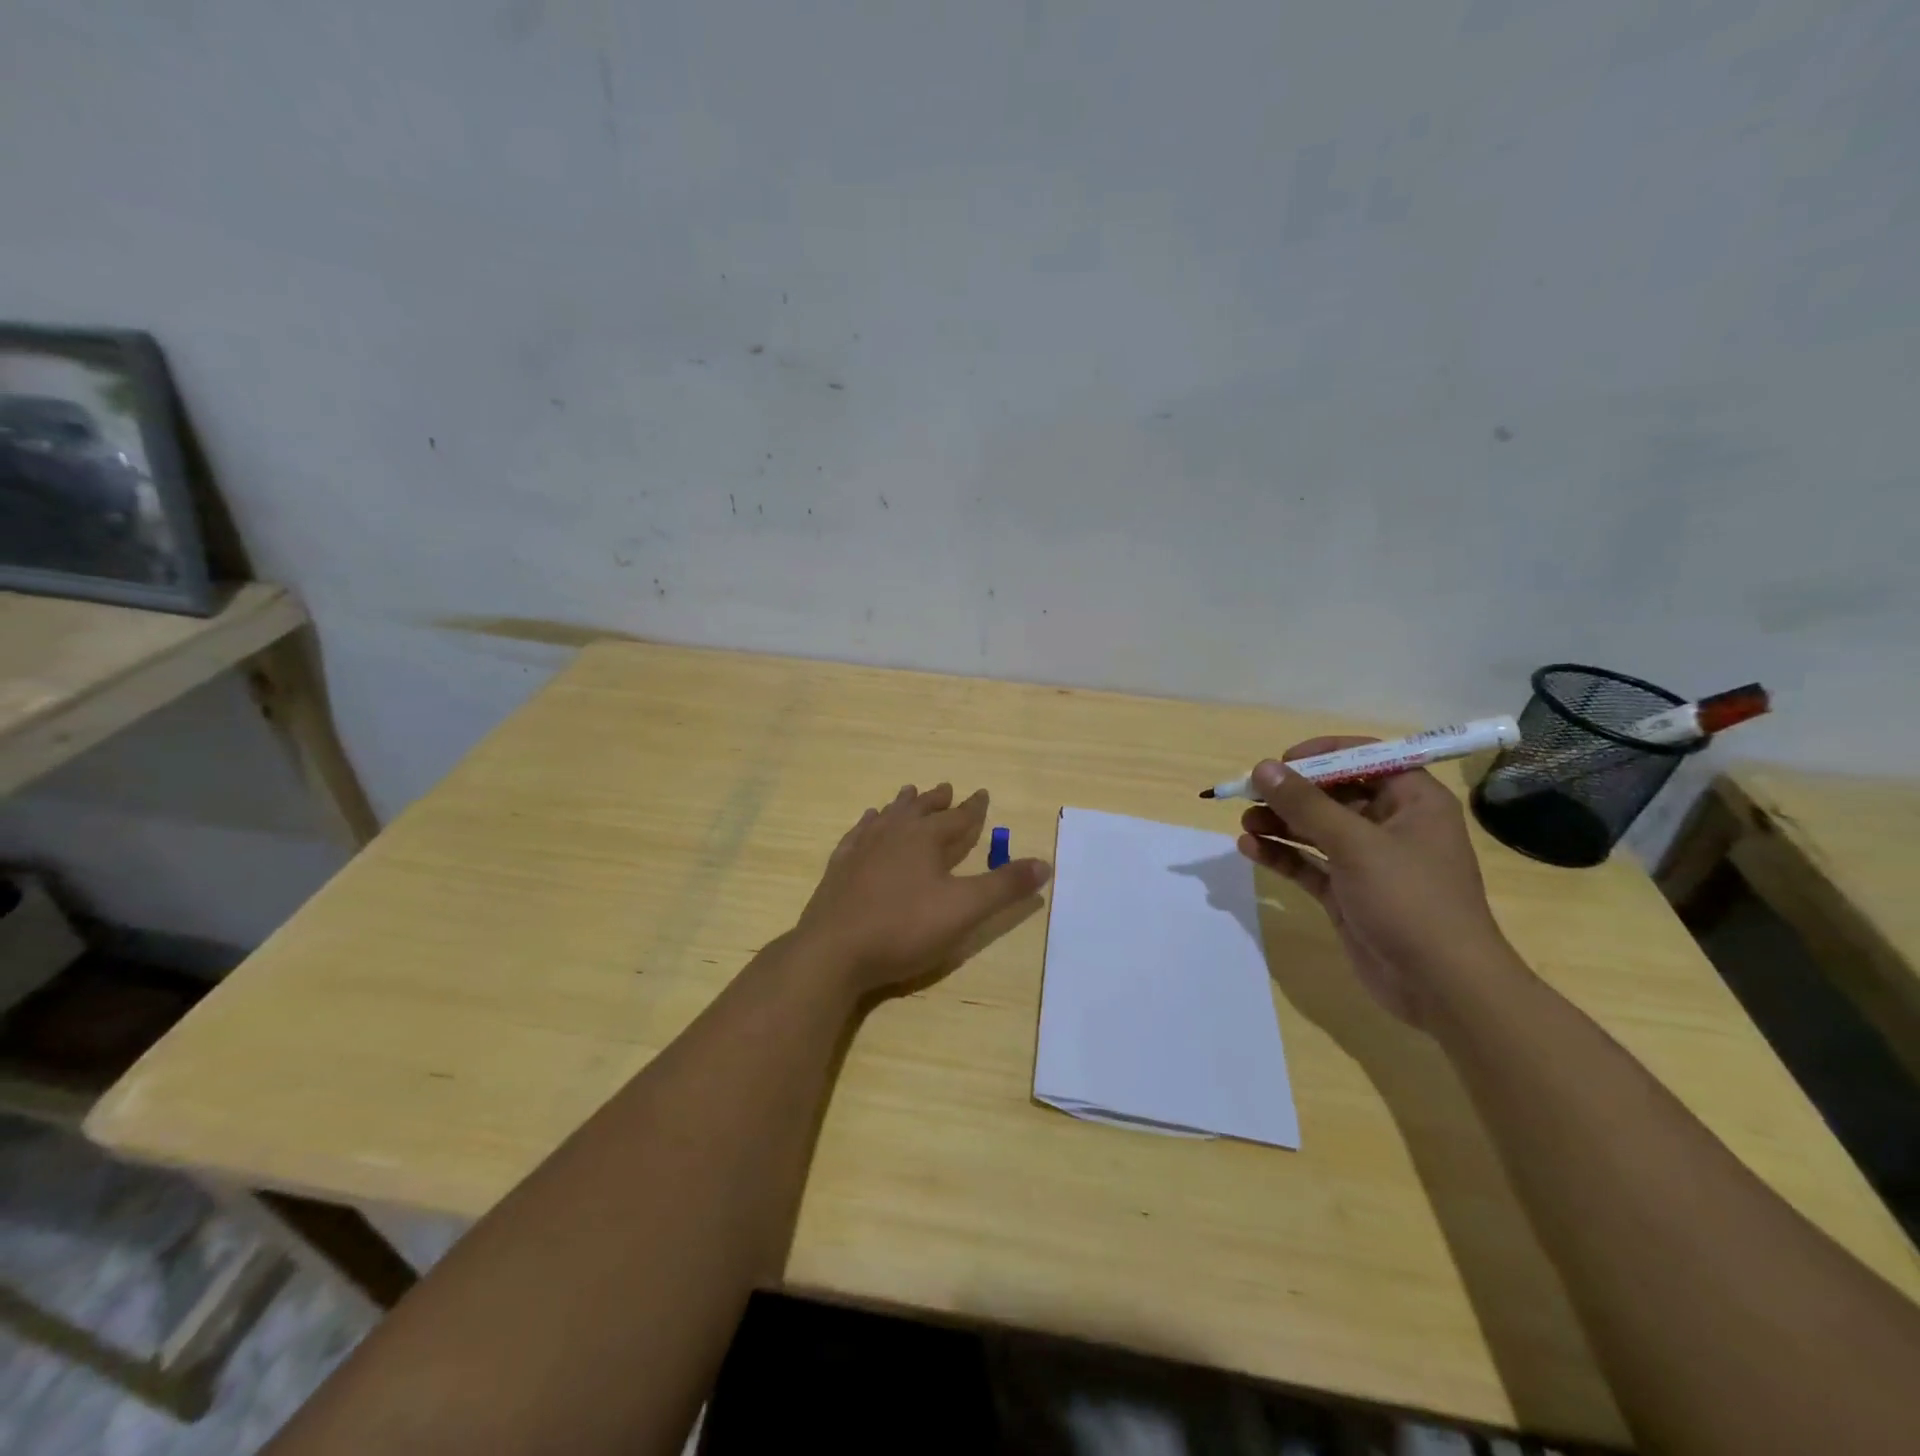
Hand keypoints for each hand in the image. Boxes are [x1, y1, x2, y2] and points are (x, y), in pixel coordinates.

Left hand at [793, 782, 1051, 995]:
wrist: (834, 950)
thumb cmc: (904, 928)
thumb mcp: (964, 910)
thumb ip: (1004, 886)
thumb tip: (1044, 863)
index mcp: (925, 839)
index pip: (957, 817)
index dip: (973, 807)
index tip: (982, 793)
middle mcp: (893, 833)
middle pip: (919, 809)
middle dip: (936, 800)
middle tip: (945, 787)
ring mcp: (862, 848)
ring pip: (887, 816)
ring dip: (902, 805)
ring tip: (908, 793)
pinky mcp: (839, 867)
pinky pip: (857, 833)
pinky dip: (867, 823)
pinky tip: (866, 823)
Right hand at [1235, 739, 1512, 1027]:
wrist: (1442, 987)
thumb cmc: (1410, 900)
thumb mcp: (1355, 844)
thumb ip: (1305, 804)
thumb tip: (1263, 767)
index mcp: (1413, 801)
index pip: (1365, 759)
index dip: (1322, 755)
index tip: (1281, 762)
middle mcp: (1391, 825)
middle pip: (1334, 794)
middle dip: (1291, 793)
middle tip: (1250, 793)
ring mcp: (1368, 862)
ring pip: (1316, 830)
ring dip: (1280, 823)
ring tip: (1245, 823)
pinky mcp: (1348, 894)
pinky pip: (1309, 864)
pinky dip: (1282, 855)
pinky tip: (1250, 849)